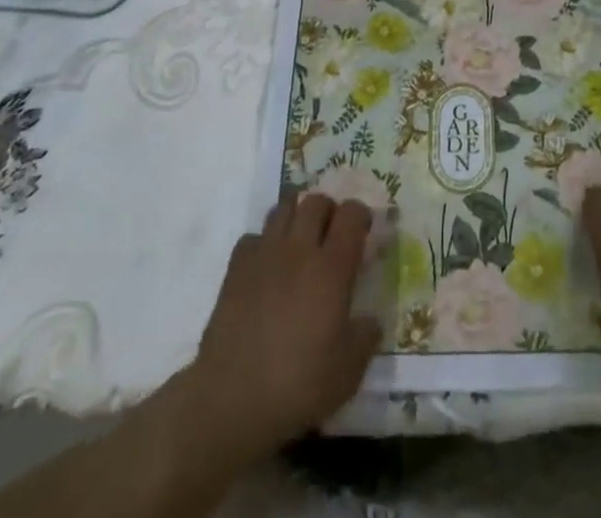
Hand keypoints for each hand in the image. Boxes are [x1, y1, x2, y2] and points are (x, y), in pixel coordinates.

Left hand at [181, 193, 380, 465]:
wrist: (231, 400)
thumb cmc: (298, 385)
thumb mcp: (348, 371)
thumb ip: (365, 337)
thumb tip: (368, 320)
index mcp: (332, 267)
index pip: (351, 214)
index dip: (360, 215)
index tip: (363, 232)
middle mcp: (299, 249)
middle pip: (316, 201)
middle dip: (328, 210)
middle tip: (331, 235)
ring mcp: (264, 255)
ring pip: (283, 208)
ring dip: (296, 216)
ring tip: (299, 242)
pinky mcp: (235, 269)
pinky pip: (253, 237)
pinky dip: (263, 243)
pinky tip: (266, 267)